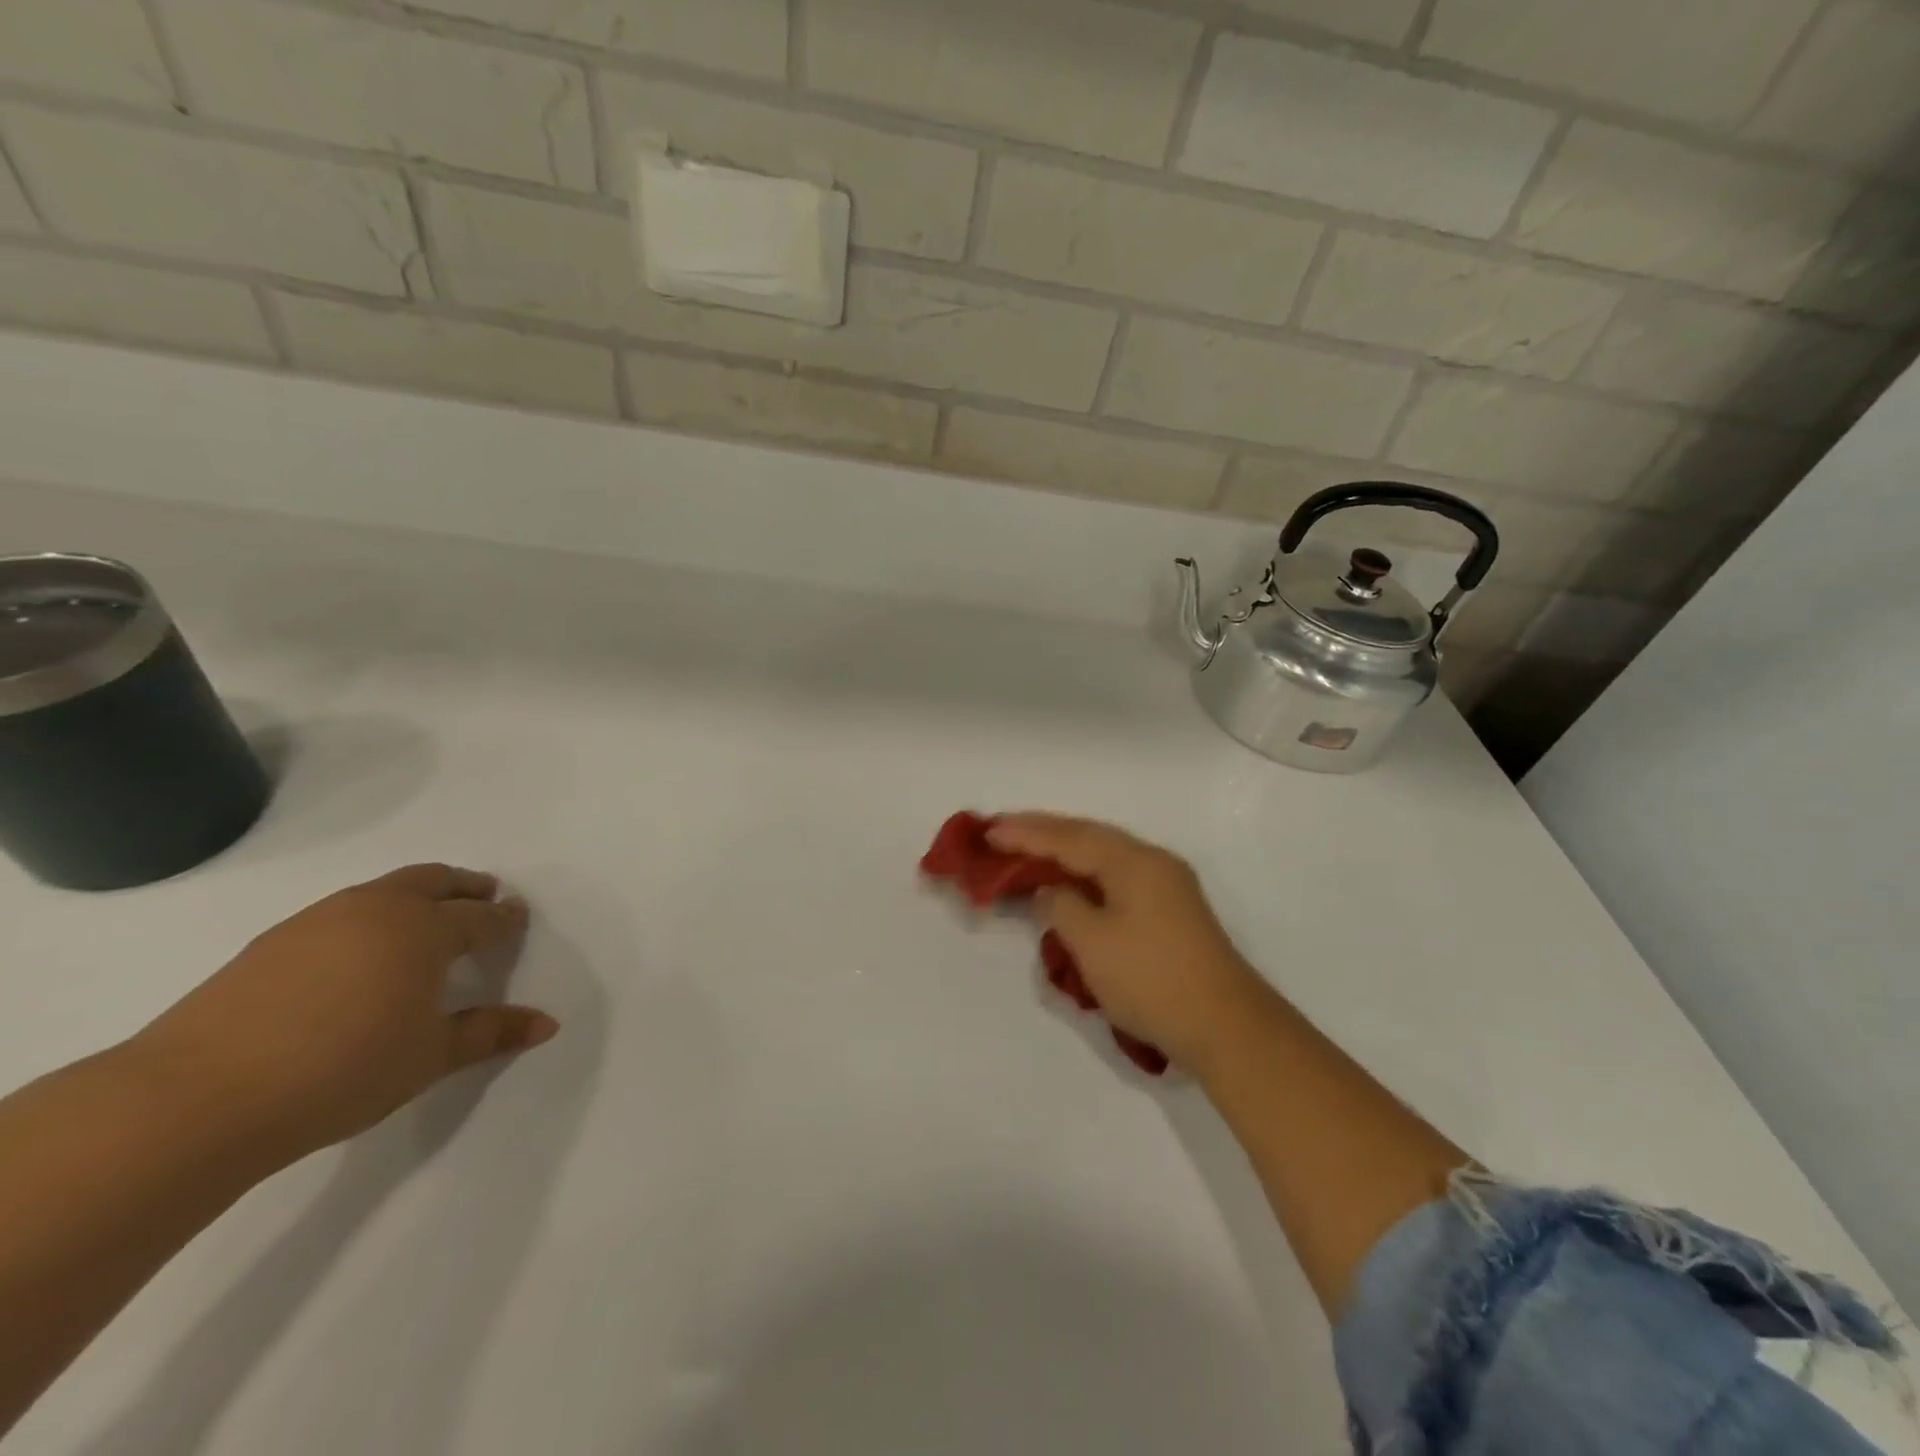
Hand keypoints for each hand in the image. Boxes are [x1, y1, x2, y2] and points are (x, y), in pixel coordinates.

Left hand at [131, 865, 556, 1164]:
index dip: (504, 920)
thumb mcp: (430, 1057)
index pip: (479, 918)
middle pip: (434, 881)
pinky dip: (371, 916)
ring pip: (384, 890)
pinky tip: (362, 953)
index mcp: (424, 930)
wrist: (195, 1099)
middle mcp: (377, 910)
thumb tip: (548, 1024)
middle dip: (466, 886)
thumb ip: (490, 1033)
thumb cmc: (342, 1071)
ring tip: (427, 921)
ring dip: (417, 895)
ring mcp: (319, 920)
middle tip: (485, 897)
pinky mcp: (271, 942)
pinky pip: (343, 911)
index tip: (517, 921)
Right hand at [987, 814, 1269, 1070]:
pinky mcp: (1170, 910)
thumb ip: (1061, 906)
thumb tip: (1048, 891)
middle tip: (1001, 831)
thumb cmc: (1151, 980)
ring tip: (1027, 851)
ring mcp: (1166, 885)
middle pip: (1088, 837)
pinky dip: (1085, 875)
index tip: (988, 831)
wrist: (1226, 1026)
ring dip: (1064, 852)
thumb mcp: (1092, 943)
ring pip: (1104, 856)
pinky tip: (1069, 883)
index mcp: (1133, 861)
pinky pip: (1116, 877)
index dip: (1025, 834)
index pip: (1069, 838)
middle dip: (1043, 833)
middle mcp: (1152, 861)